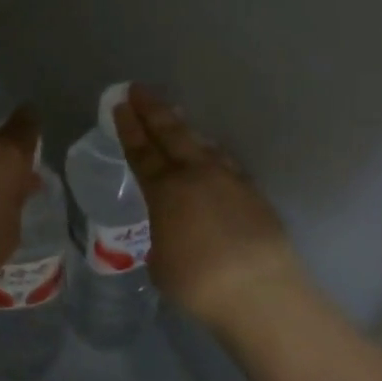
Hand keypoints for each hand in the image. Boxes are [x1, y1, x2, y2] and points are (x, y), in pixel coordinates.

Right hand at [115, 87, 306, 335]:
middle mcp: (196, 175)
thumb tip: (171, 231)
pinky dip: (211, 153)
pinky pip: (225, 163)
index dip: (129, 127)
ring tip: (174, 114)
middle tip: (139, 89)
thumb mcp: (161, 263)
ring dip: (184, 128)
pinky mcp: (253, 193)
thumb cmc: (199, 283)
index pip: (141, 152)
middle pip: (171, 134)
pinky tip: (211, 155)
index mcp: (165, 191)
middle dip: (153, 110)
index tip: (121, 104)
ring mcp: (228, 179)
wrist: (260, 291)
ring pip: (201, 143)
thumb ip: (162, 237)